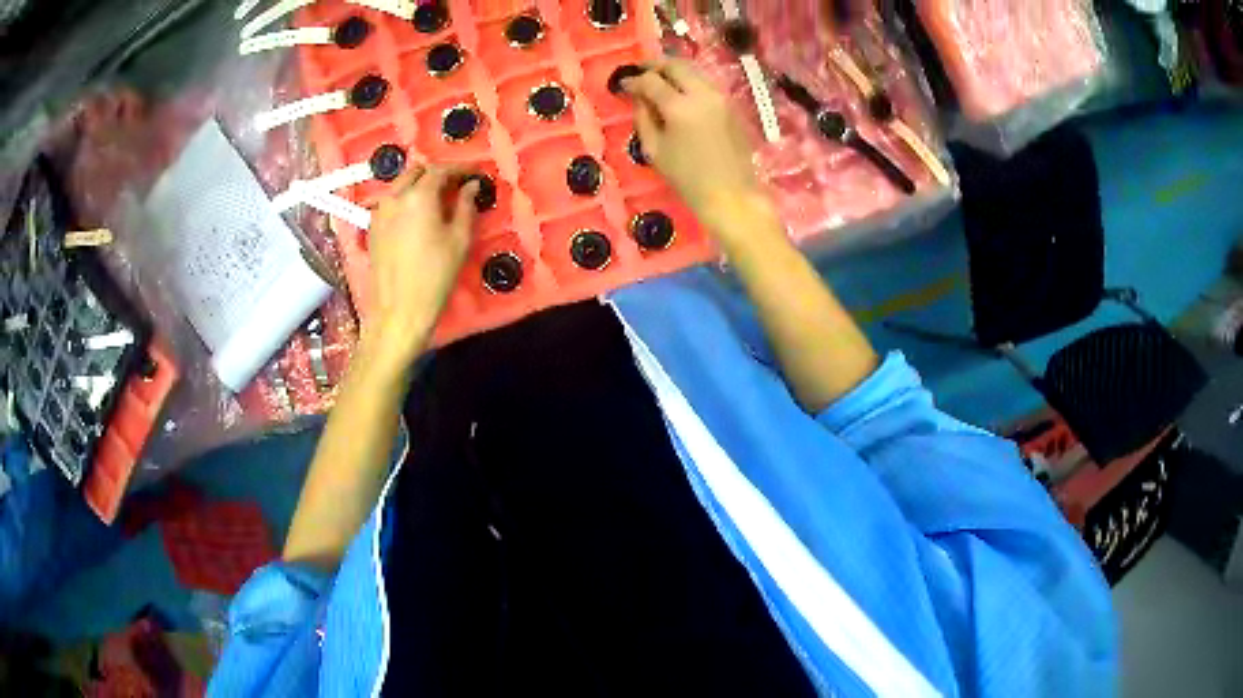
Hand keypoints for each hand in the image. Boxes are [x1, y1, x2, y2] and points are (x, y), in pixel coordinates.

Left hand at [362, 165, 478, 371]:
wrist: (398, 310)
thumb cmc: (435, 275)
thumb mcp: (459, 239)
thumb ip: (466, 206)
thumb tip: (471, 186)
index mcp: (419, 195)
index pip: (441, 170)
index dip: (460, 169)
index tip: (475, 173)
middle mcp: (395, 197)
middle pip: (416, 172)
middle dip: (436, 173)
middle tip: (455, 185)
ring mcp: (379, 212)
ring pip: (400, 185)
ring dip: (419, 185)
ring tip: (437, 199)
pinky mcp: (372, 228)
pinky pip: (390, 202)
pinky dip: (405, 200)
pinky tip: (417, 216)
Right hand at [621, 58, 772, 241]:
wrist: (732, 193)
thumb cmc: (688, 178)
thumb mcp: (655, 149)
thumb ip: (643, 118)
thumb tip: (639, 98)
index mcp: (680, 106)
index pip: (651, 81)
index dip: (634, 79)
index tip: (623, 84)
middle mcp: (702, 94)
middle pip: (676, 65)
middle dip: (655, 65)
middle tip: (641, 72)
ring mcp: (721, 97)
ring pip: (694, 70)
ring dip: (674, 71)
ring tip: (659, 80)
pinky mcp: (731, 104)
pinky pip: (706, 83)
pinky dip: (689, 81)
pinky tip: (680, 93)